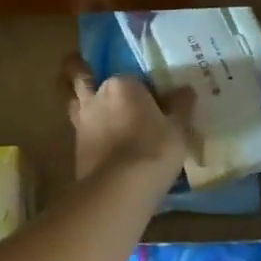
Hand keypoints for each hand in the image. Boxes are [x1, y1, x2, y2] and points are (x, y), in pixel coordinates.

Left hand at [62, 56, 191, 185]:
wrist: (119, 188)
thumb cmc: (154, 149)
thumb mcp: (178, 129)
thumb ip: (181, 107)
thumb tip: (186, 90)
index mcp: (122, 85)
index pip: (131, 78)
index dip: (142, 88)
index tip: (153, 99)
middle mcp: (97, 98)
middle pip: (84, 79)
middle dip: (83, 73)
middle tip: (85, 72)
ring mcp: (82, 123)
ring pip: (74, 103)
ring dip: (78, 100)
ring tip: (90, 106)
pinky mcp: (76, 148)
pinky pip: (81, 131)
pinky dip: (87, 131)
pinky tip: (97, 138)